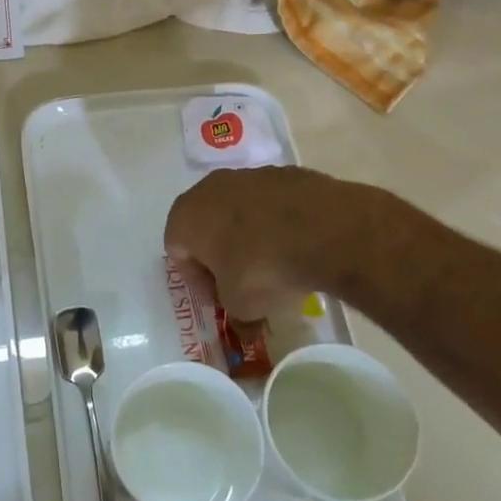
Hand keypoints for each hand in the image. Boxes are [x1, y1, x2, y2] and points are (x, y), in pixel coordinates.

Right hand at [163, 165, 355, 318]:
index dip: (197, 281)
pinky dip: (278, 223)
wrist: (323, 230)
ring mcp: (248, 175)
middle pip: (207, 226)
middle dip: (221, 255)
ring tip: (275, 264)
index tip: (220, 300)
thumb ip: (235, 313)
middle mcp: (209, 188)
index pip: (177, 251)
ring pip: (239, 211)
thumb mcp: (242, 306)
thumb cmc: (262, 268)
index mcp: (185, 216)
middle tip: (242, 282)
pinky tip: (298, 245)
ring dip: (250, 236)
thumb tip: (244, 328)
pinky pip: (271, 204)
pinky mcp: (284, 173)